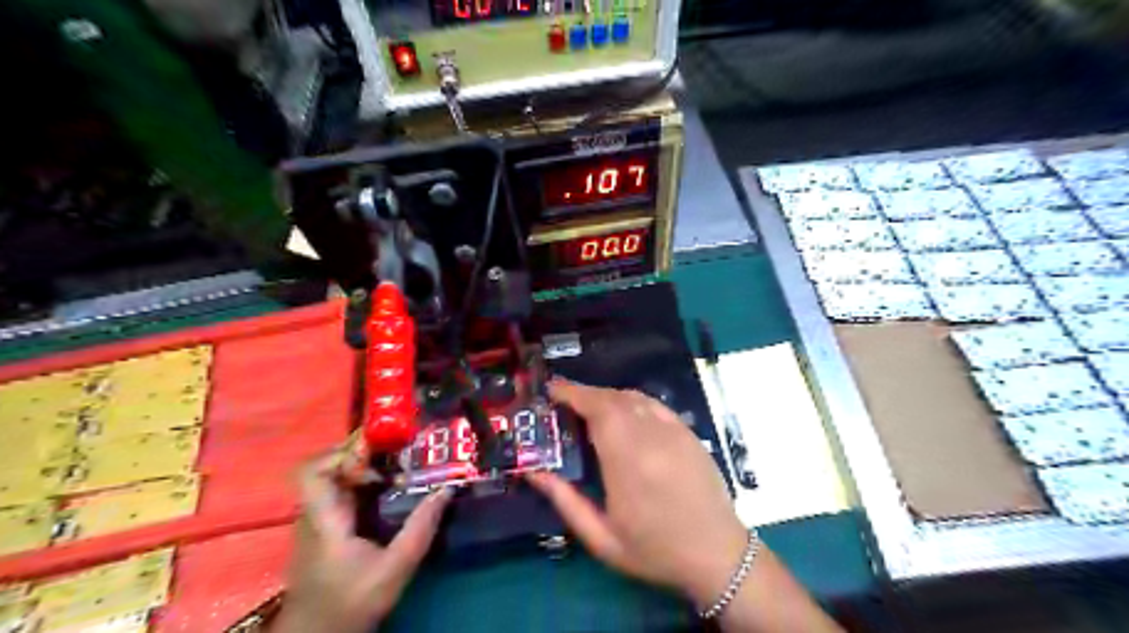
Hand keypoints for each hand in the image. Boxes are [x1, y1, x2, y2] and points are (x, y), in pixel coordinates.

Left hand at [273, 452, 449, 630]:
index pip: (313, 471)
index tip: (378, 446)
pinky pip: (340, 493)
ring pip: (335, 479)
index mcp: (324, 519)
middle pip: (328, 467)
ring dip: (364, 467)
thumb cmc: (351, 603)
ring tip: (399, 463)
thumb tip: (446, 489)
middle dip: (363, 453)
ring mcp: (316, 522)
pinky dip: (363, 483)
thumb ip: (421, 528)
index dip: (341, 451)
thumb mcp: (396, 568)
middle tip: (397, 448)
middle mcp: (314, 514)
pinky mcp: (324, 530)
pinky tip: (388, 488)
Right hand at [526, 381, 747, 607]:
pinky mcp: (688, 432)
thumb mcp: (601, 538)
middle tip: (562, 401)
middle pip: (613, 398)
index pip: (597, 410)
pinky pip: (654, 404)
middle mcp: (652, 437)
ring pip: (634, 397)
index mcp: (627, 461)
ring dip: (606, 396)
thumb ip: (565, 501)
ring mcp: (674, 431)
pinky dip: (631, 401)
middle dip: (584, 394)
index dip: (572, 393)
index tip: (551, 391)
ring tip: (588, 407)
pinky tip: (623, 413)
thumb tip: (533, 472)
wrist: (717, 554)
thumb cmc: (655, 550)